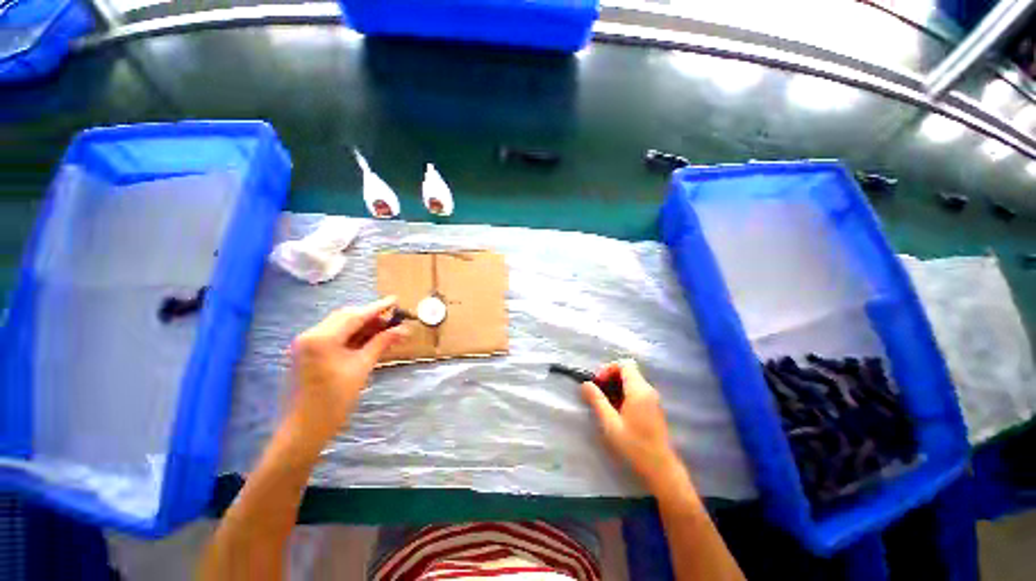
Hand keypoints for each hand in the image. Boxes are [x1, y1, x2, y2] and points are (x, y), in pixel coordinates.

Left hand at [284, 297, 406, 446]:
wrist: (304, 429)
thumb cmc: (335, 400)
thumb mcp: (362, 368)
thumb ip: (381, 343)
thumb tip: (403, 330)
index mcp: (322, 338)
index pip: (355, 315)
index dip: (378, 307)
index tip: (395, 300)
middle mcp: (311, 334)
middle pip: (346, 317)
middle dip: (370, 316)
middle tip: (392, 320)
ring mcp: (306, 343)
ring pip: (340, 325)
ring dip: (362, 326)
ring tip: (384, 330)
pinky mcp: (307, 352)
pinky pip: (333, 336)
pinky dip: (351, 335)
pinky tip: (367, 340)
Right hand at [582, 359, 682, 490]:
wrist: (661, 469)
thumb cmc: (634, 446)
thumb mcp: (610, 423)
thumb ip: (597, 400)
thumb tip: (585, 383)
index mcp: (639, 390)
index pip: (624, 364)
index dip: (609, 368)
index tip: (598, 383)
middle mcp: (648, 390)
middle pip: (628, 370)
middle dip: (611, 376)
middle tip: (598, 391)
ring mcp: (653, 399)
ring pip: (632, 380)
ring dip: (616, 385)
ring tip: (605, 402)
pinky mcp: (653, 407)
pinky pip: (637, 390)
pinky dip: (625, 393)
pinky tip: (617, 409)